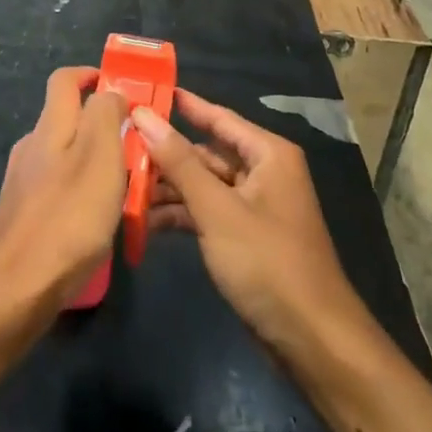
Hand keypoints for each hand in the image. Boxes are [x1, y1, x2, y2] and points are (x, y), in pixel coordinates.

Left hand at [0, 67, 129, 312]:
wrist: (14, 292)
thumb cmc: (68, 218)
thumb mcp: (101, 156)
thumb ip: (107, 115)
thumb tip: (110, 92)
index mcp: (50, 126)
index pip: (64, 79)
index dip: (91, 74)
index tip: (121, 88)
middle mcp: (31, 146)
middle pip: (66, 117)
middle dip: (101, 122)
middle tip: (136, 144)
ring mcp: (22, 182)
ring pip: (63, 154)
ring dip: (93, 158)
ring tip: (125, 185)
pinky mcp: (22, 214)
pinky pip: (57, 187)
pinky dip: (80, 189)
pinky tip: (96, 218)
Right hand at [134, 91, 365, 357]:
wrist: (311, 340)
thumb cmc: (267, 262)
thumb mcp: (217, 209)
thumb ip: (179, 163)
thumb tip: (143, 116)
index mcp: (267, 154)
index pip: (218, 117)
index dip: (182, 105)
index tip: (145, 91)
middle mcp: (263, 172)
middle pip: (207, 152)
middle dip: (166, 154)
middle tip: (119, 146)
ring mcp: (254, 206)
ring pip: (204, 185)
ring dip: (168, 189)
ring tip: (122, 187)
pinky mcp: (245, 237)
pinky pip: (208, 213)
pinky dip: (181, 216)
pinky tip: (145, 223)